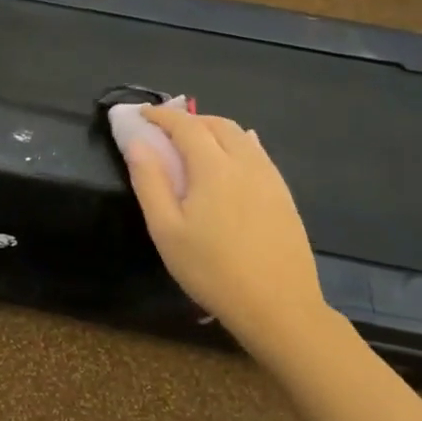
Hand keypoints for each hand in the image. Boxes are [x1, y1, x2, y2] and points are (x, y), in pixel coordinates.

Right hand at [123, 106, 331, 353]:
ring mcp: (269, 178)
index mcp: (213, 167)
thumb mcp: (166, 231)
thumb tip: (138, 143)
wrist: (278, 306)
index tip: (141, 114)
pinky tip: (233, 159)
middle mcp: (245, 162)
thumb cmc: (212, 270)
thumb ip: (149, 182)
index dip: (161, 115)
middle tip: (165, 132)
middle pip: (216, 124)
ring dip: (214, 130)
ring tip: (195, 144)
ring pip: (241, 136)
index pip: (185, 125)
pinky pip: (258, 154)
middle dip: (188, 120)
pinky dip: (238, 144)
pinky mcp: (284, 195)